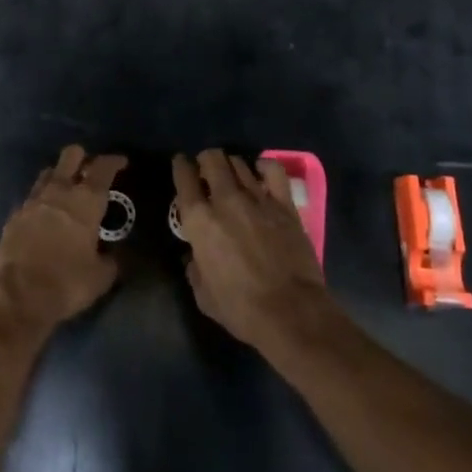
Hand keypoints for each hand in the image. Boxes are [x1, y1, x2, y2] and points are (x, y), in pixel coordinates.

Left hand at [0, 145, 124, 334]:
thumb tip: (114, 255)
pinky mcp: (14, 215)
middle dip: (82, 157)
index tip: (121, 162)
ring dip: (60, 175)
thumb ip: (111, 260)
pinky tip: (45, 214)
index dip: (114, 161)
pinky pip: (31, 197)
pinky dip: (41, 200)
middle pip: (70, 156)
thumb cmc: (67, 282)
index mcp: (86, 201)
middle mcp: (59, 192)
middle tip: (90, 170)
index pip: (103, 168)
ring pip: (48, 173)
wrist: (16, 296)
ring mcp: (33, 201)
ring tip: (67, 189)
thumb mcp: (101, 277)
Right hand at [173, 150, 331, 350]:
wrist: (290, 312)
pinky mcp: (284, 204)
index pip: (184, 178)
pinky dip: (263, 166)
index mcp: (199, 220)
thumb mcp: (203, 294)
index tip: (181, 165)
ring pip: (239, 163)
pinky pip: (273, 170)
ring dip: (230, 165)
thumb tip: (195, 256)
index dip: (181, 166)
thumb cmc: (240, 308)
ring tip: (231, 175)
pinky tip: (260, 172)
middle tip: (207, 171)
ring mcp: (257, 198)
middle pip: (212, 159)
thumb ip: (194, 268)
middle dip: (206, 160)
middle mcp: (225, 200)